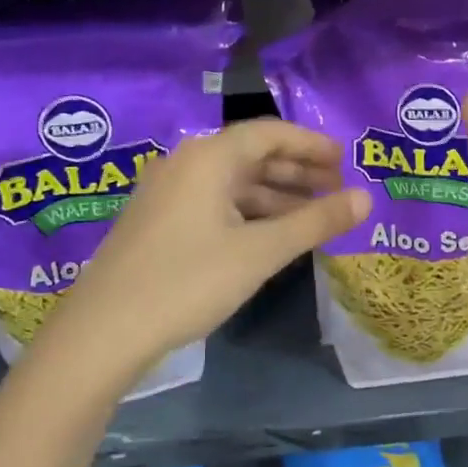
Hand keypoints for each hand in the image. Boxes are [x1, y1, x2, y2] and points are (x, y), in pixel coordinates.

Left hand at [35, 120, 370, 384]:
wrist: (102, 333)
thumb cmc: (187, 282)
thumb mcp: (260, 252)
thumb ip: (315, 222)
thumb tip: (366, 198)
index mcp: (208, 157)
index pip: (270, 133)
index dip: (311, 144)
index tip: (345, 160)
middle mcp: (186, 164)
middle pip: (252, 154)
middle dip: (298, 169)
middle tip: (337, 188)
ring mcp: (168, 193)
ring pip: (234, 182)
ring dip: (276, 194)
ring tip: (314, 214)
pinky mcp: (159, 222)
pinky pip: (216, 202)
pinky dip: (250, 212)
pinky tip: (271, 235)